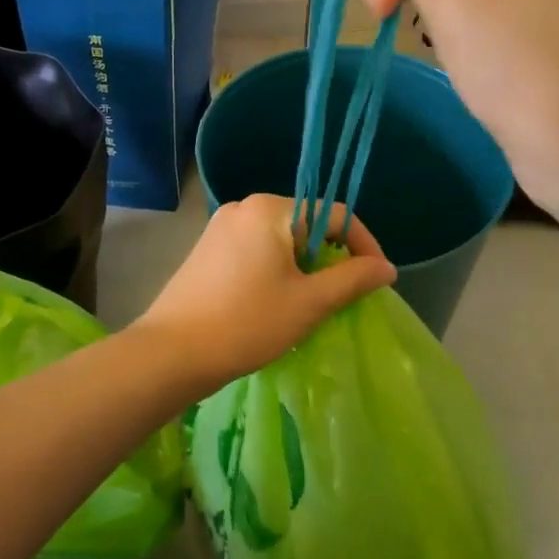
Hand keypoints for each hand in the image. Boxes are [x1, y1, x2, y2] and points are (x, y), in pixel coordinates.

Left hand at [134, 194, 395, 390]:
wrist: (172, 352)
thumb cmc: (247, 323)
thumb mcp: (309, 303)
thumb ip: (352, 279)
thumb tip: (386, 268)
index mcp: (270, 208)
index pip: (335, 214)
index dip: (363, 245)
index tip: (377, 279)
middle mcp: (244, 206)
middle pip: (306, 223)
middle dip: (329, 257)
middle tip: (341, 296)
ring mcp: (221, 226)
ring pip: (280, 238)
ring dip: (302, 266)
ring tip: (309, 303)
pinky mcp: (207, 248)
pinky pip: (256, 248)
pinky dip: (275, 268)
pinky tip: (274, 301)